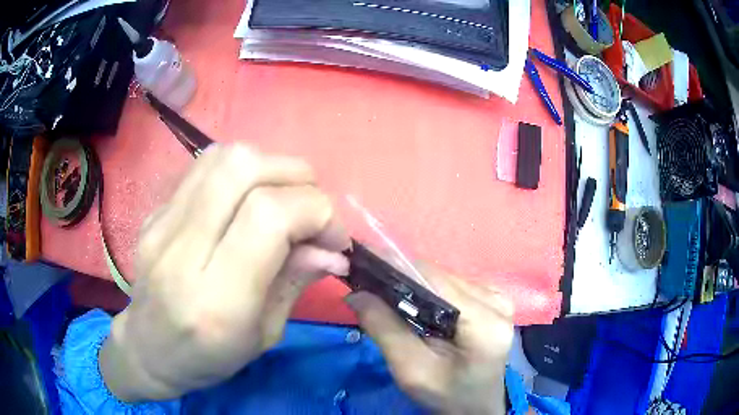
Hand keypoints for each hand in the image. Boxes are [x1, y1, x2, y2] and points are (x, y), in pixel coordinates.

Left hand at [100, 143, 350, 401]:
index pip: (269, 216)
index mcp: (217, 301)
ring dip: (269, 166)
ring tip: (283, 198)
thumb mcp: (264, 335)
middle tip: (311, 209)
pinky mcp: (154, 212)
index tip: (334, 237)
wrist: (148, 349)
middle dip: (296, 177)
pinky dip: (241, 172)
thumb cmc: (209, 358)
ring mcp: (161, 224)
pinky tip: (247, 199)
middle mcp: (183, 252)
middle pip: (243, 169)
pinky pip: (204, 167)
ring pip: (223, 157)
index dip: (316, 211)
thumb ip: (296, 281)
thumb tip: (334, 249)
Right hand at [346, 265, 513, 414]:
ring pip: (444, 279)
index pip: (435, 280)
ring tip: (385, 294)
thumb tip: (356, 293)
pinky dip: (428, 292)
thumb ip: (385, 329)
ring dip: (413, 284)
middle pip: (440, 277)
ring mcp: (498, 297)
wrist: (475, 406)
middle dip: (401, 278)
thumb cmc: (447, 394)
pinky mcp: (492, 300)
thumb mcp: (411, 370)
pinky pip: (453, 287)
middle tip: (367, 285)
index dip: (397, 267)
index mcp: (486, 321)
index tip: (363, 262)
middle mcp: (497, 300)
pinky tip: (413, 305)